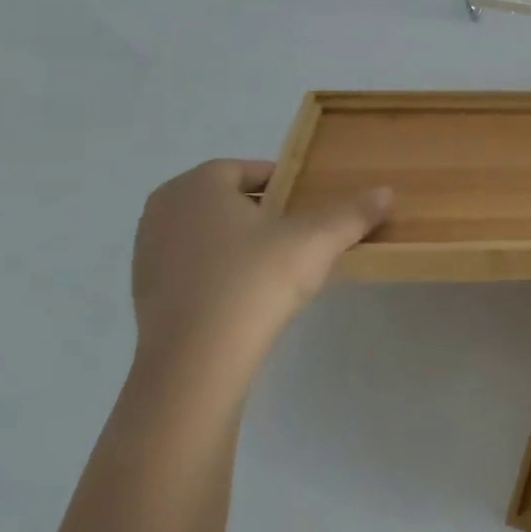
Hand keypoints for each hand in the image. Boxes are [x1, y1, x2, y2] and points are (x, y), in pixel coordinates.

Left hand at [130, 159, 390, 390]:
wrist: (196, 362)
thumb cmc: (255, 282)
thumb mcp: (315, 242)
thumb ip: (351, 214)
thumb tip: (387, 192)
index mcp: (199, 184)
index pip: (246, 170)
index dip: (282, 182)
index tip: (307, 204)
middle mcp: (165, 208)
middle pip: (223, 198)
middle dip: (257, 210)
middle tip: (293, 232)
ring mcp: (147, 251)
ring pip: (203, 231)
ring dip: (234, 240)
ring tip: (271, 264)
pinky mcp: (144, 291)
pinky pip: (188, 265)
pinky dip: (214, 270)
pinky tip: (242, 294)